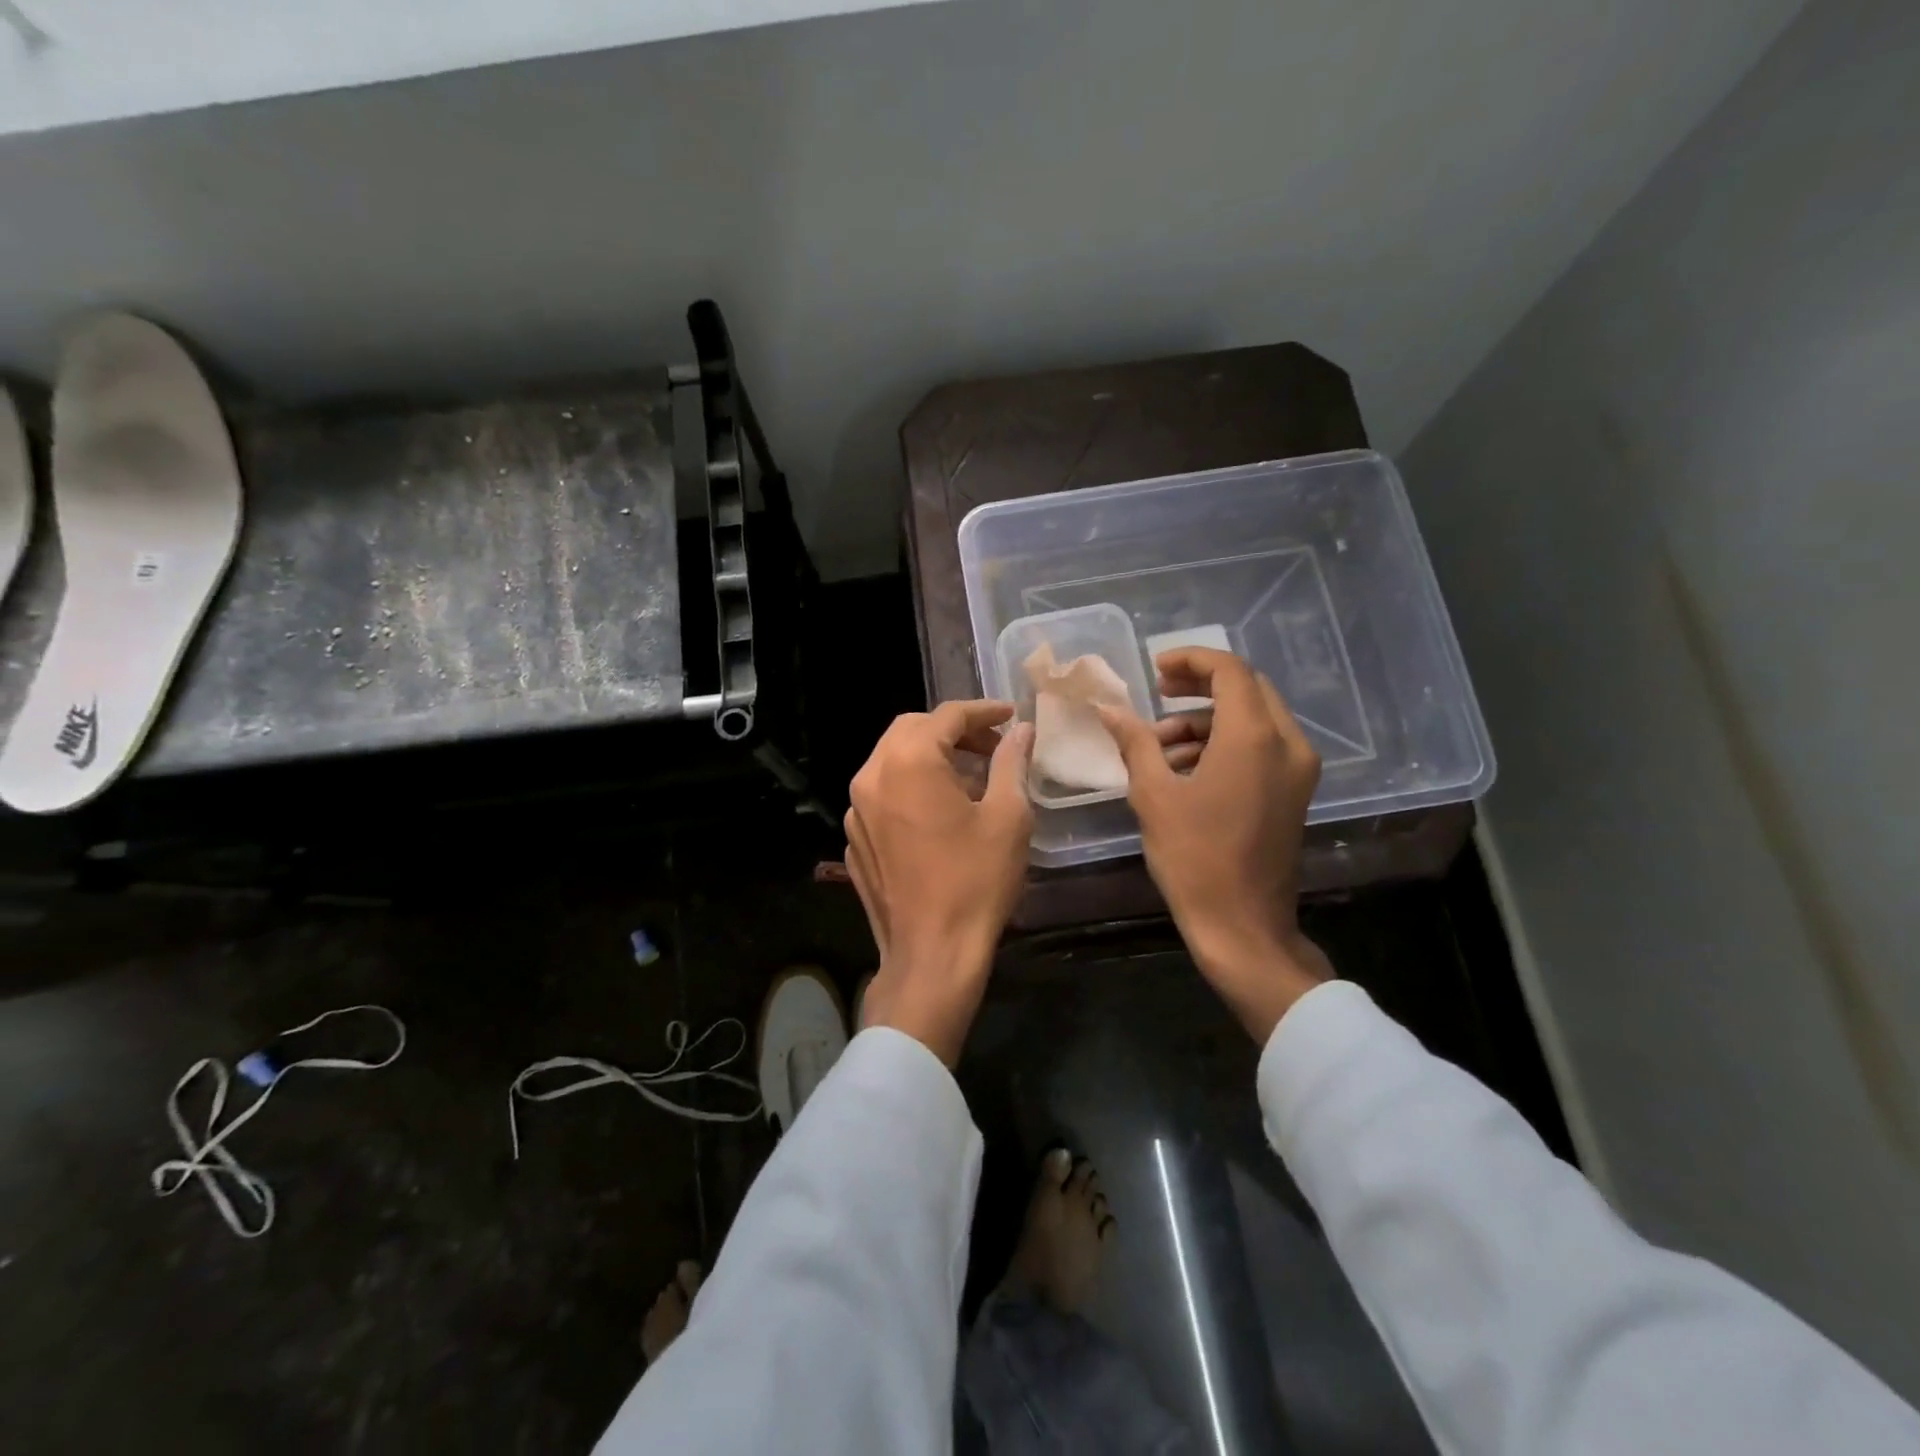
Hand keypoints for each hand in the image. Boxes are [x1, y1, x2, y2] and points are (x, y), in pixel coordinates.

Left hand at [844, 701, 1033, 1064]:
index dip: (982, 711)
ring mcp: (855, 811)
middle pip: (911, 730)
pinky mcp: (855, 841)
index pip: (946, 716)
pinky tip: (939, 815)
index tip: (1010, 716)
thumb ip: (1011, 763)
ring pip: (892, 761)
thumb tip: (1021, 731)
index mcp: (908, 762)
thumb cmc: (976, 882)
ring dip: (931, 758)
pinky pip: (883, 797)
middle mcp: (870, 777)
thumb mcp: (1009, 817)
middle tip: (992, 746)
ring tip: (972, 779)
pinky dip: (911, 789)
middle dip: (953, 731)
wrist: (932, 955)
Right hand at [1099, 649, 1332, 1041]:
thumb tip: (1108, 709)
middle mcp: (1287, 744)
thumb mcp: (1153, 794)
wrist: (1242, 925)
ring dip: (1207, 721)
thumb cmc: (1193, 857)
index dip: (1191, 660)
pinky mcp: (1294, 792)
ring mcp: (1297, 770)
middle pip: (1247, 690)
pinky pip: (1262, 747)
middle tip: (1158, 696)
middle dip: (1199, 687)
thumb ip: (1134, 741)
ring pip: (1254, 719)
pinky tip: (1184, 769)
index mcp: (1254, 737)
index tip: (1155, 670)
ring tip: (1159, 746)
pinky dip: (1225, 744)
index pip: (1229, 671)